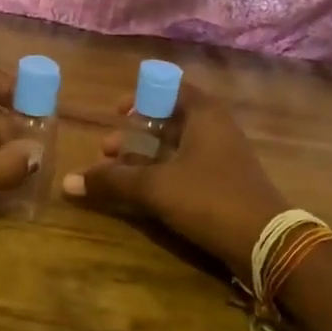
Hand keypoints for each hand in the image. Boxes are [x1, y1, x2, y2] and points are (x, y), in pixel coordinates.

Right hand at [62, 83, 288, 273]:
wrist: (265, 242)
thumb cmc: (209, 198)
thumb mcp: (155, 186)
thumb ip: (112, 181)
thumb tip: (66, 182)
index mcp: (205, 114)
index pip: (172, 88)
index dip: (142, 96)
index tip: (116, 112)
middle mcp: (216, 129)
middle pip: (170, 120)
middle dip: (136, 133)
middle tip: (107, 149)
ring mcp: (222, 158)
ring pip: (177, 148)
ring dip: (145, 157)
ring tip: (116, 173)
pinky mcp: (224, 184)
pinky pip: (186, 169)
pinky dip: (162, 174)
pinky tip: (141, 192)